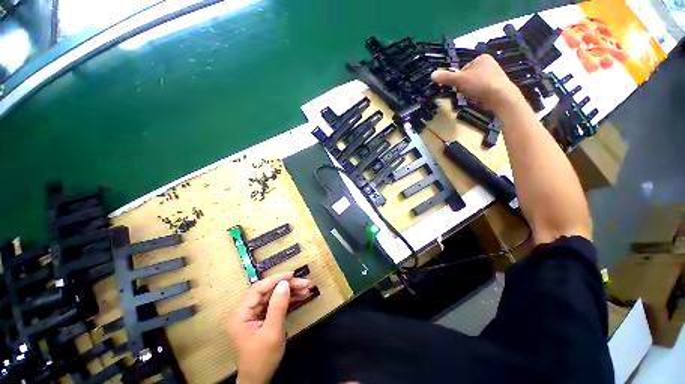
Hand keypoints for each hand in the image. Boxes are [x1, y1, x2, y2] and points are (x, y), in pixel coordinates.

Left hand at [226, 271, 313, 383]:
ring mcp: (254, 313)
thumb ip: (278, 306)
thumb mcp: (272, 332)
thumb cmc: (262, 358)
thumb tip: (285, 283)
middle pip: (268, 291)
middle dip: (287, 285)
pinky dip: (288, 299)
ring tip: (307, 288)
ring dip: (290, 291)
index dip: (276, 279)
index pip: (258, 289)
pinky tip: (301, 296)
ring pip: (273, 295)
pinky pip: (276, 303)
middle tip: (305, 283)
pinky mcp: (262, 316)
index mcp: (240, 314)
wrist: (259, 380)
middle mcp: (245, 310)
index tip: (292, 274)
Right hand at [431, 54, 522, 113]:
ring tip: (473, 95)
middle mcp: (489, 63)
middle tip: (466, 92)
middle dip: (464, 85)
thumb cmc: (480, 84)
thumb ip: (446, 77)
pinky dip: (478, 94)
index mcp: (481, 58)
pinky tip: (480, 98)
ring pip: (474, 83)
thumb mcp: (460, 80)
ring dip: (470, 90)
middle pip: (468, 76)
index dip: (458, 79)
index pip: (462, 69)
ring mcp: (494, 74)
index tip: (460, 86)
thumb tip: (432, 74)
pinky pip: (482, 89)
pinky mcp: (497, 85)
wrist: (501, 96)